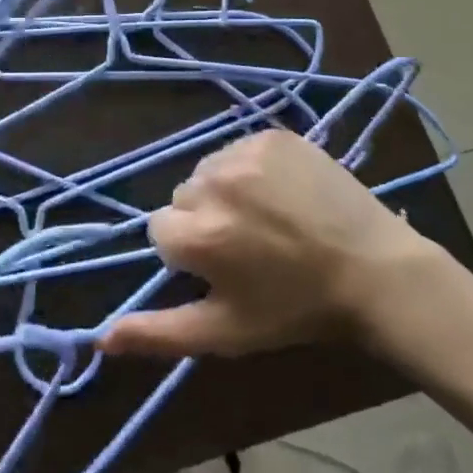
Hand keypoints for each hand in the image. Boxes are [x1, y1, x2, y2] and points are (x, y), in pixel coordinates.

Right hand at [100, 129, 437, 358]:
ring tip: (267, 217)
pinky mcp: (273, 135)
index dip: (190, 252)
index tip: (225, 267)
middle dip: (205, 219)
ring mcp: (245, 153)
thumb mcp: (225, 332)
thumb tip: (100, 337)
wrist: (373, 269)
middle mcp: (214, 183)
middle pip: (184, 197)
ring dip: (225, 190)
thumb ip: (158, 333)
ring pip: (209, 170)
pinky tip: (283, 191)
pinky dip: (251, 167)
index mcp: (197, 234)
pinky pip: (239, 148)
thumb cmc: (296, 309)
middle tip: (249, 244)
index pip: (161, 230)